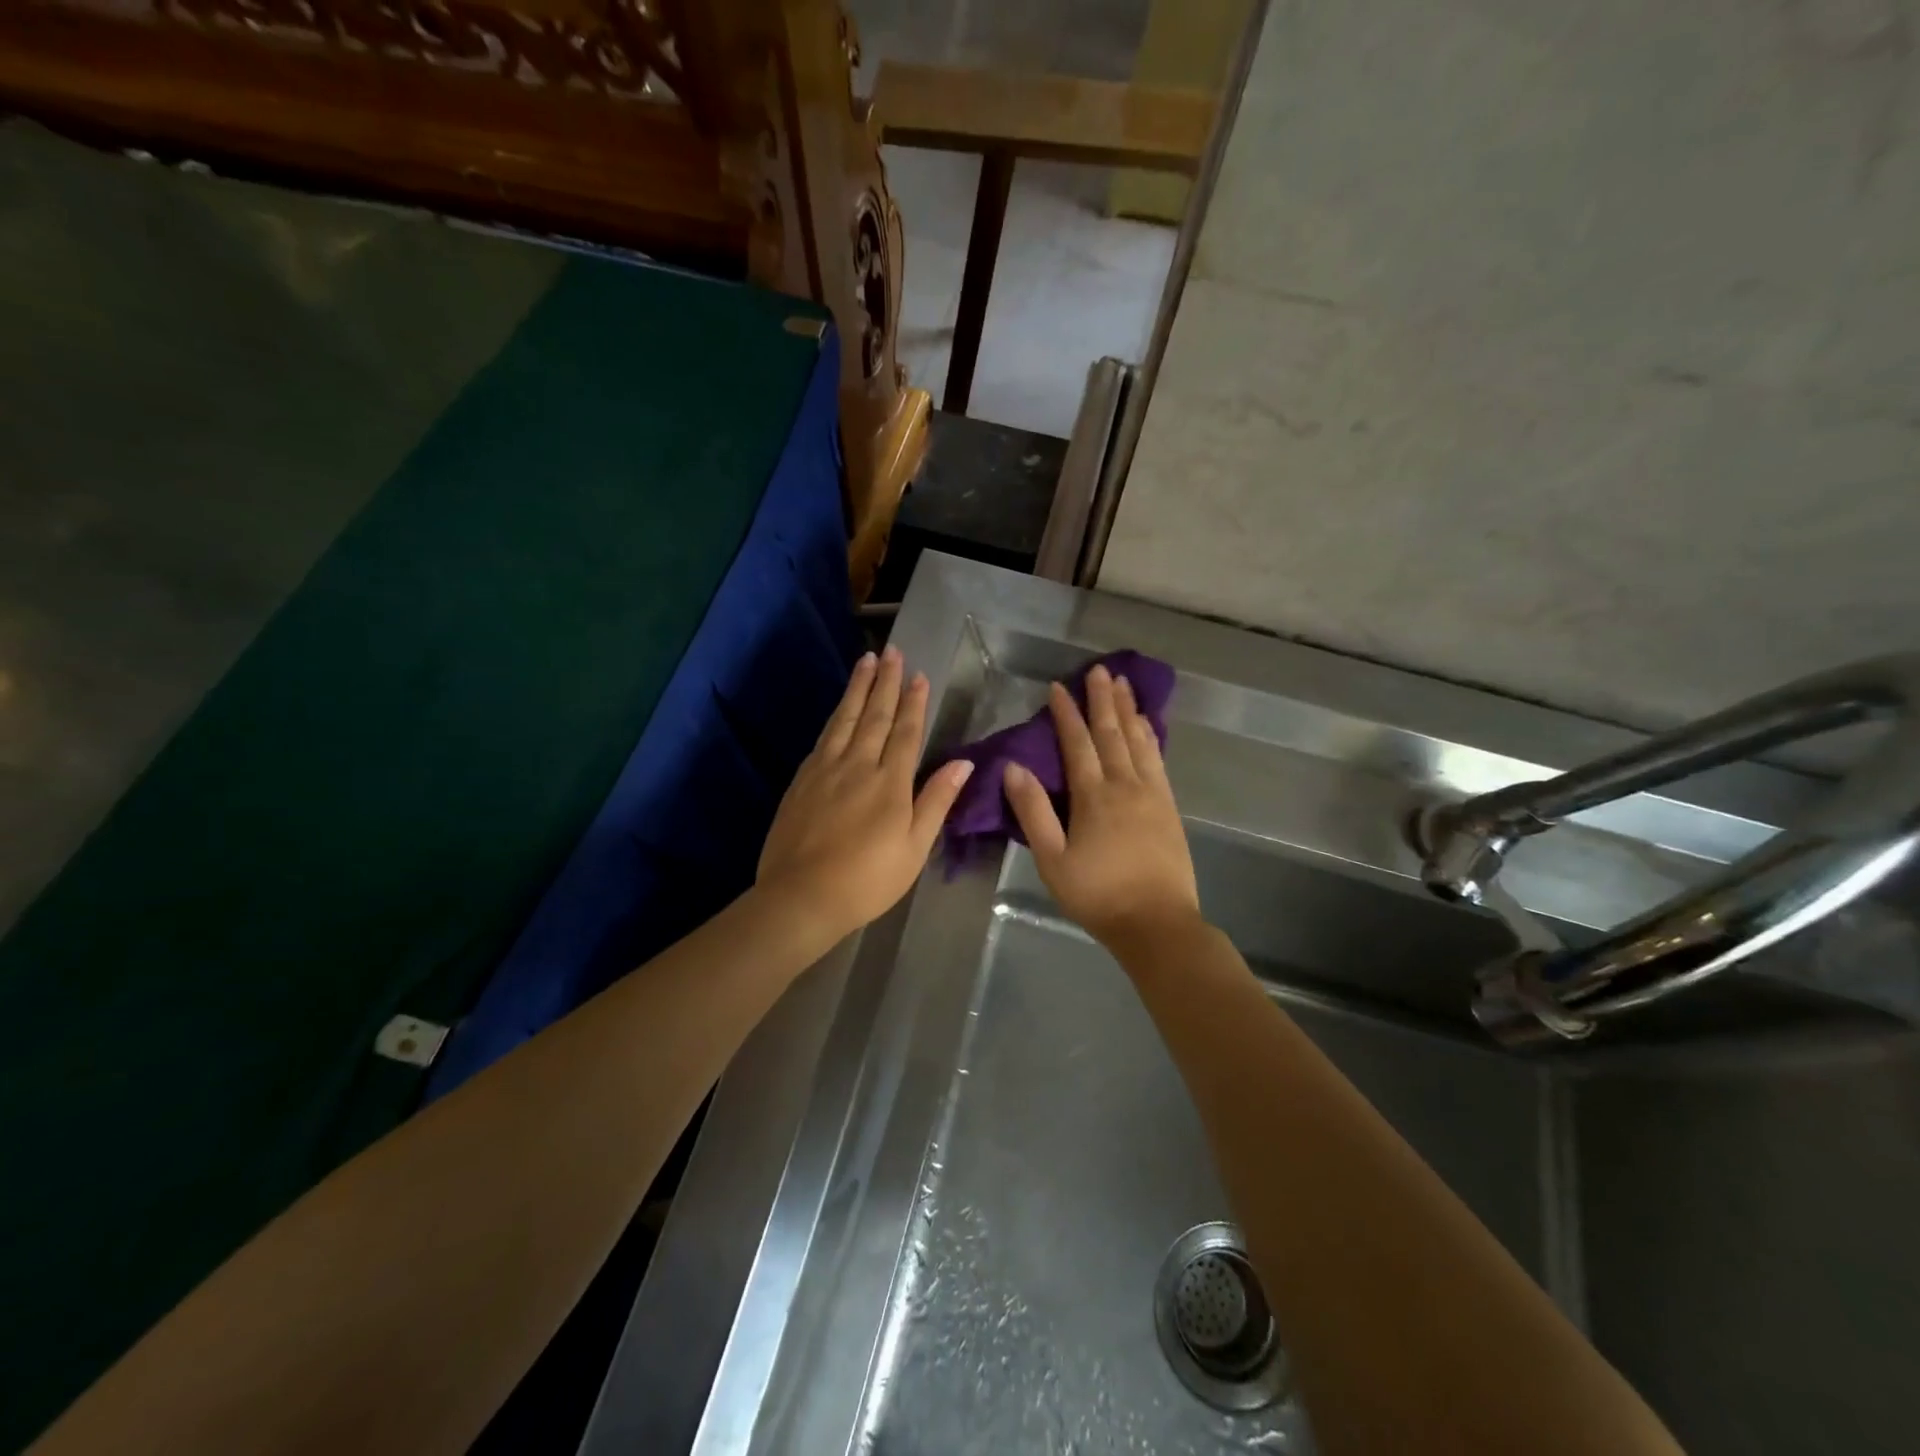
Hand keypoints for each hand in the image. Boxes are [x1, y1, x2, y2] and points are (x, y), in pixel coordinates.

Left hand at [757, 646, 974, 940]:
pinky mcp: (802, 780)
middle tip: (892, 651)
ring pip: (845, 719)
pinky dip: (835, 716)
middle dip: (886, 682)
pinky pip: (824, 737)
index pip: (906, 732)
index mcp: (890, 782)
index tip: (919, 675)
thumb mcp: (915, 847)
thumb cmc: (868, 879)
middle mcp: (858, 765)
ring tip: (866, 661)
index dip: (915, 702)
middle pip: (875, 716)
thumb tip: (963, 761)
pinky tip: (839, 709)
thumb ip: (936, 800)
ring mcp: (826, 770)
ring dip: (858, 688)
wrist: (801, 896)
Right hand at [1003, 663, 1200, 947]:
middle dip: (1103, 699)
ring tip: (1124, 684)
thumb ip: (1033, 811)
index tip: (1058, 687)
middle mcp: (1125, 785)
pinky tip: (1148, 725)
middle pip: (1112, 733)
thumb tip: (1013, 768)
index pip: (1077, 744)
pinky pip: (1158, 760)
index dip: (1066, 714)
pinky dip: (1151, 736)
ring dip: (1129, 710)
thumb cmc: (1097, 894)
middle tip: (1100, 670)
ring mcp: (1152, 794)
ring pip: (1139, 741)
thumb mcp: (1052, 859)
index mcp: (1093, 796)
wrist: (1156, 922)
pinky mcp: (1169, 807)